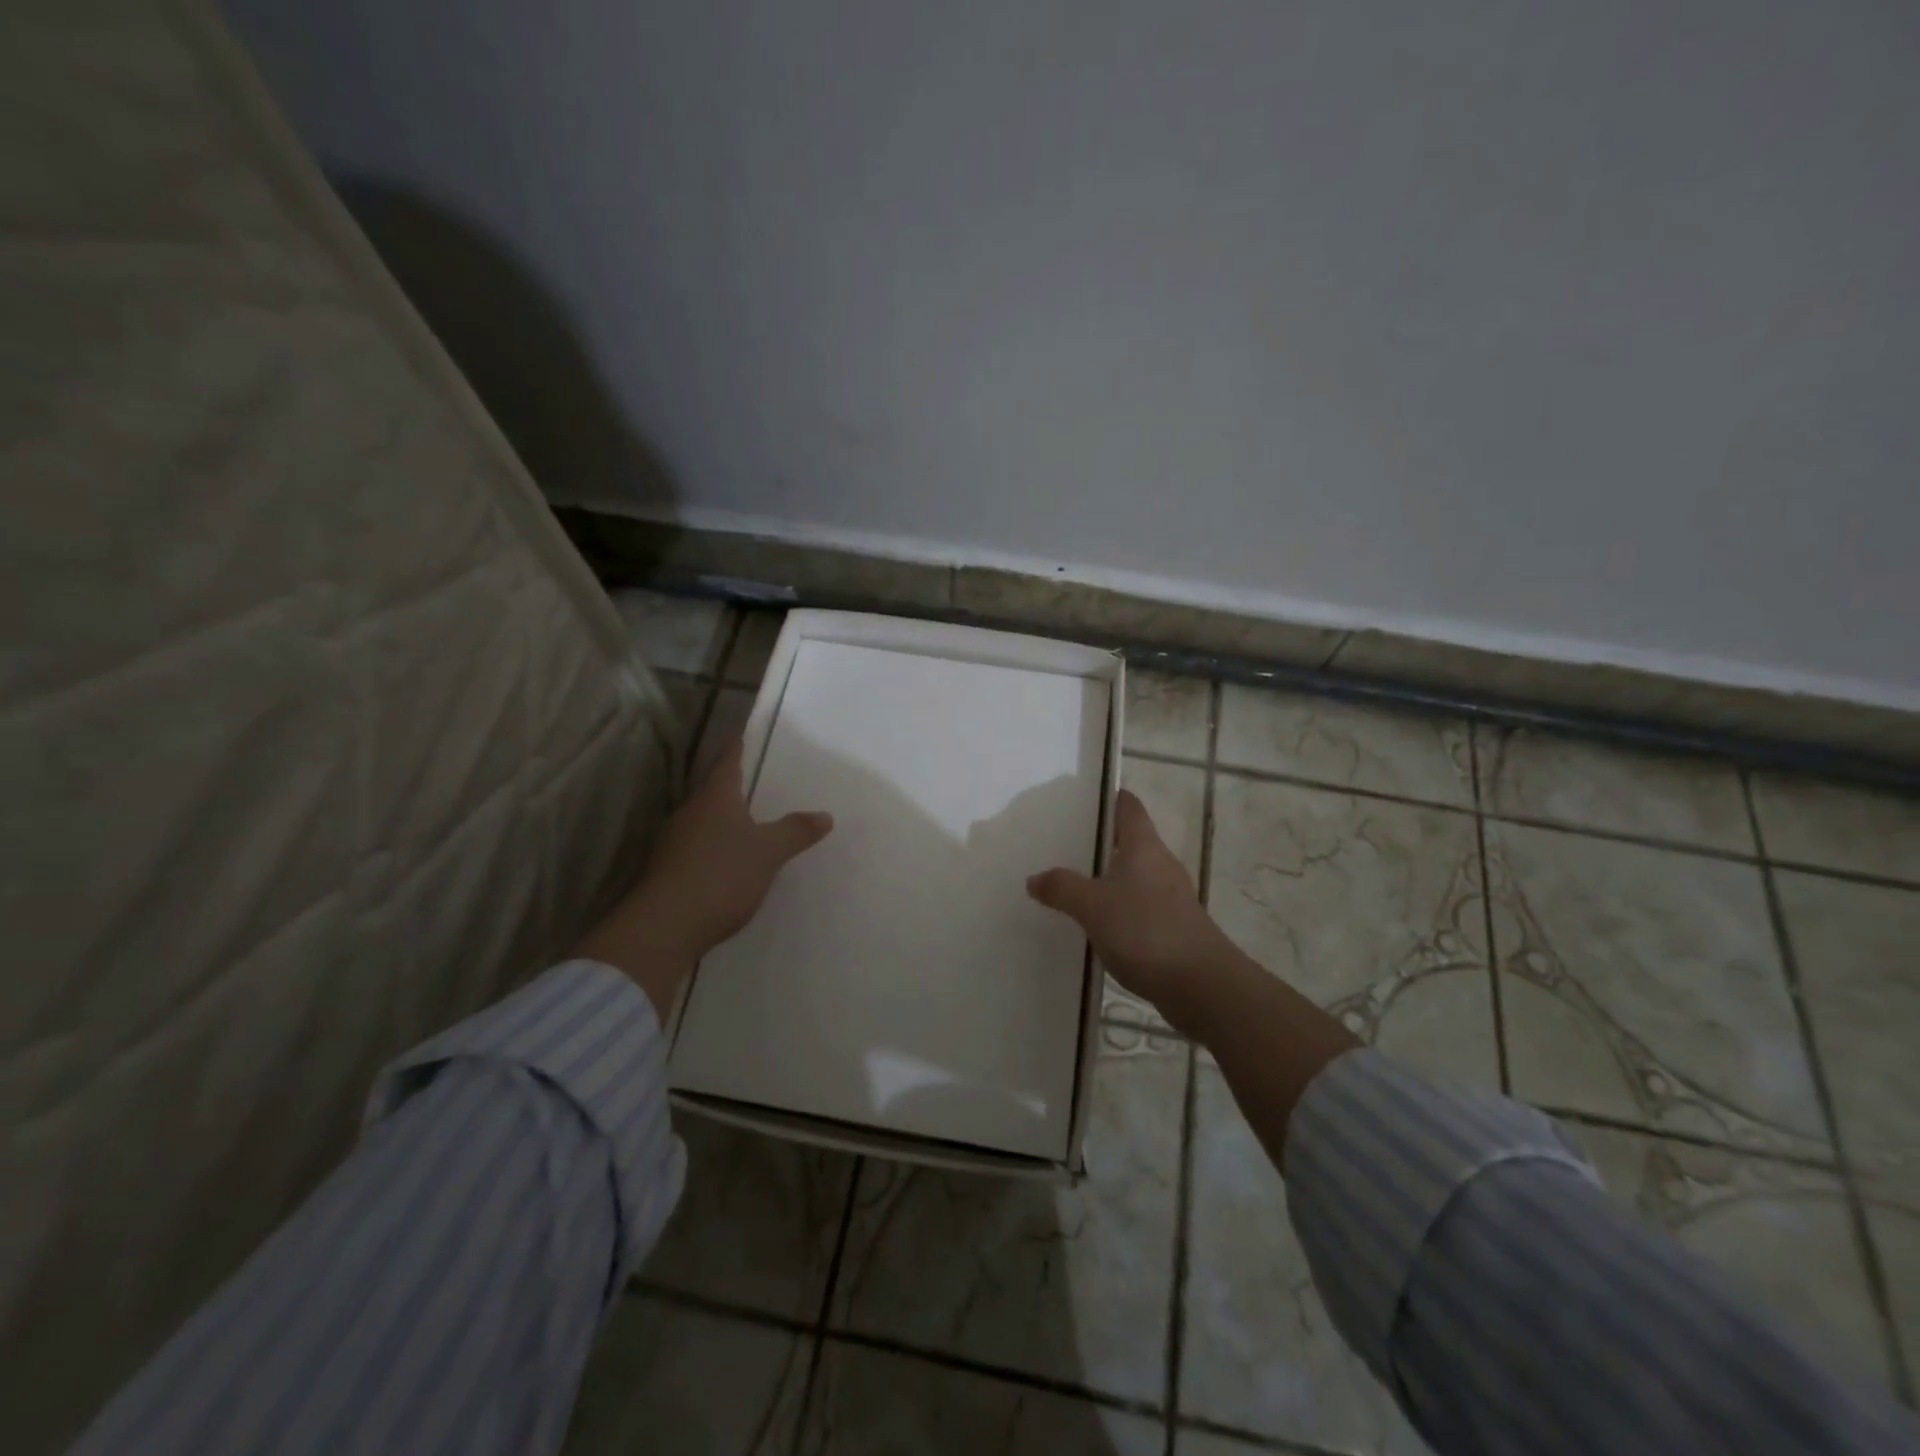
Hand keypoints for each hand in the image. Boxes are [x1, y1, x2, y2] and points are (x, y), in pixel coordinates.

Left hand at [577, 739, 832, 1015]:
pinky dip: (713, 851)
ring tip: (747, 826)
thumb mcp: (768, 852)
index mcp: (714, 800)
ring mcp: (672, 844)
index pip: (727, 764)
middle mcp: (689, 814)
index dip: (737, 749)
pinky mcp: (666, 873)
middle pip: (713, 794)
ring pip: (702, 823)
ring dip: (722, 823)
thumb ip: (795, 831)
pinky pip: (695, 850)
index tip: (743, 735)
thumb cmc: (720, 875)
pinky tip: (727, 865)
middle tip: (756, 786)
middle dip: (732, 790)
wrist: (664, 928)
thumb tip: (825, 815)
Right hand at [1027, 789, 1237, 1032]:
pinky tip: (1096, 925)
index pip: (1128, 806)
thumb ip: (1061, 888)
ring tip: (1072, 885)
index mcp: (1144, 846)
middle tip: (1062, 844)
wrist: (1200, 985)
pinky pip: (1138, 907)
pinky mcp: (1173, 927)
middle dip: (1100, 841)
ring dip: (1107, 878)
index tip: (1082, 799)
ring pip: (1133, 876)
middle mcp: (1161, 864)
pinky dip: (1117, 909)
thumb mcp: (1092, 906)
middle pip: (1130, 841)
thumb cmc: (1146, 931)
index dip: (1109, 797)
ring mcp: (1170, 897)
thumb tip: (1035, 878)